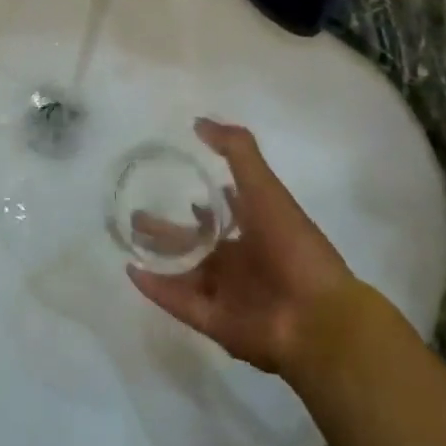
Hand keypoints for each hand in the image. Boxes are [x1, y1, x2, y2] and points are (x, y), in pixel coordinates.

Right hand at [128, 118, 353, 376]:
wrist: (317, 318)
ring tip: (128, 239)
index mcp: (259, 232)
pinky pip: (180, 302)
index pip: (228, 213)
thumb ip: (236, 152)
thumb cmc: (292, 246)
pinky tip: (131, 271)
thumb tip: (199, 122)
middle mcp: (243, 263)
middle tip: (136, 216)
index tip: (178, 185)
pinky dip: (156, 288)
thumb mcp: (264, 187)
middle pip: (198, 244)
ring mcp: (229, 295)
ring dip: (158, 257)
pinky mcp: (216, 323)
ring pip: (185, 272)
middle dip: (169, 230)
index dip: (206, 201)